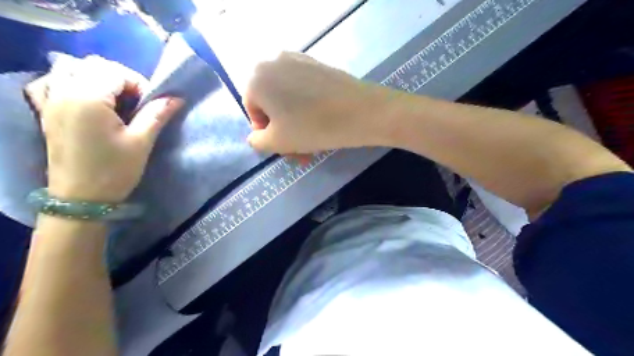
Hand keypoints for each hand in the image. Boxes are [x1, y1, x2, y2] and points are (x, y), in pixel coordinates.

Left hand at [26, 55, 182, 202]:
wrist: (81, 198)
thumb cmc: (114, 170)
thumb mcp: (141, 142)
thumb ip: (157, 114)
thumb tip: (176, 98)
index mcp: (88, 99)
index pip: (116, 72)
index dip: (139, 84)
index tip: (150, 105)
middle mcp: (64, 92)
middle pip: (94, 65)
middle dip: (121, 78)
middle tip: (136, 103)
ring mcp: (50, 101)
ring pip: (70, 69)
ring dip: (96, 77)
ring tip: (113, 99)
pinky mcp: (46, 112)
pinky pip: (50, 83)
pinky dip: (68, 82)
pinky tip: (83, 98)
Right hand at [243, 52, 388, 153]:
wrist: (361, 111)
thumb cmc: (313, 127)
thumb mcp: (277, 142)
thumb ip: (257, 141)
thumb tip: (257, 135)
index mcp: (256, 77)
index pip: (252, 110)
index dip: (266, 131)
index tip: (284, 146)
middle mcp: (273, 61)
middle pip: (271, 103)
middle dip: (283, 130)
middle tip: (299, 150)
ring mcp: (298, 60)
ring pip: (288, 98)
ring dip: (295, 123)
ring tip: (312, 142)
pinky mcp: (317, 64)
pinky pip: (303, 89)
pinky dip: (306, 107)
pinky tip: (321, 123)